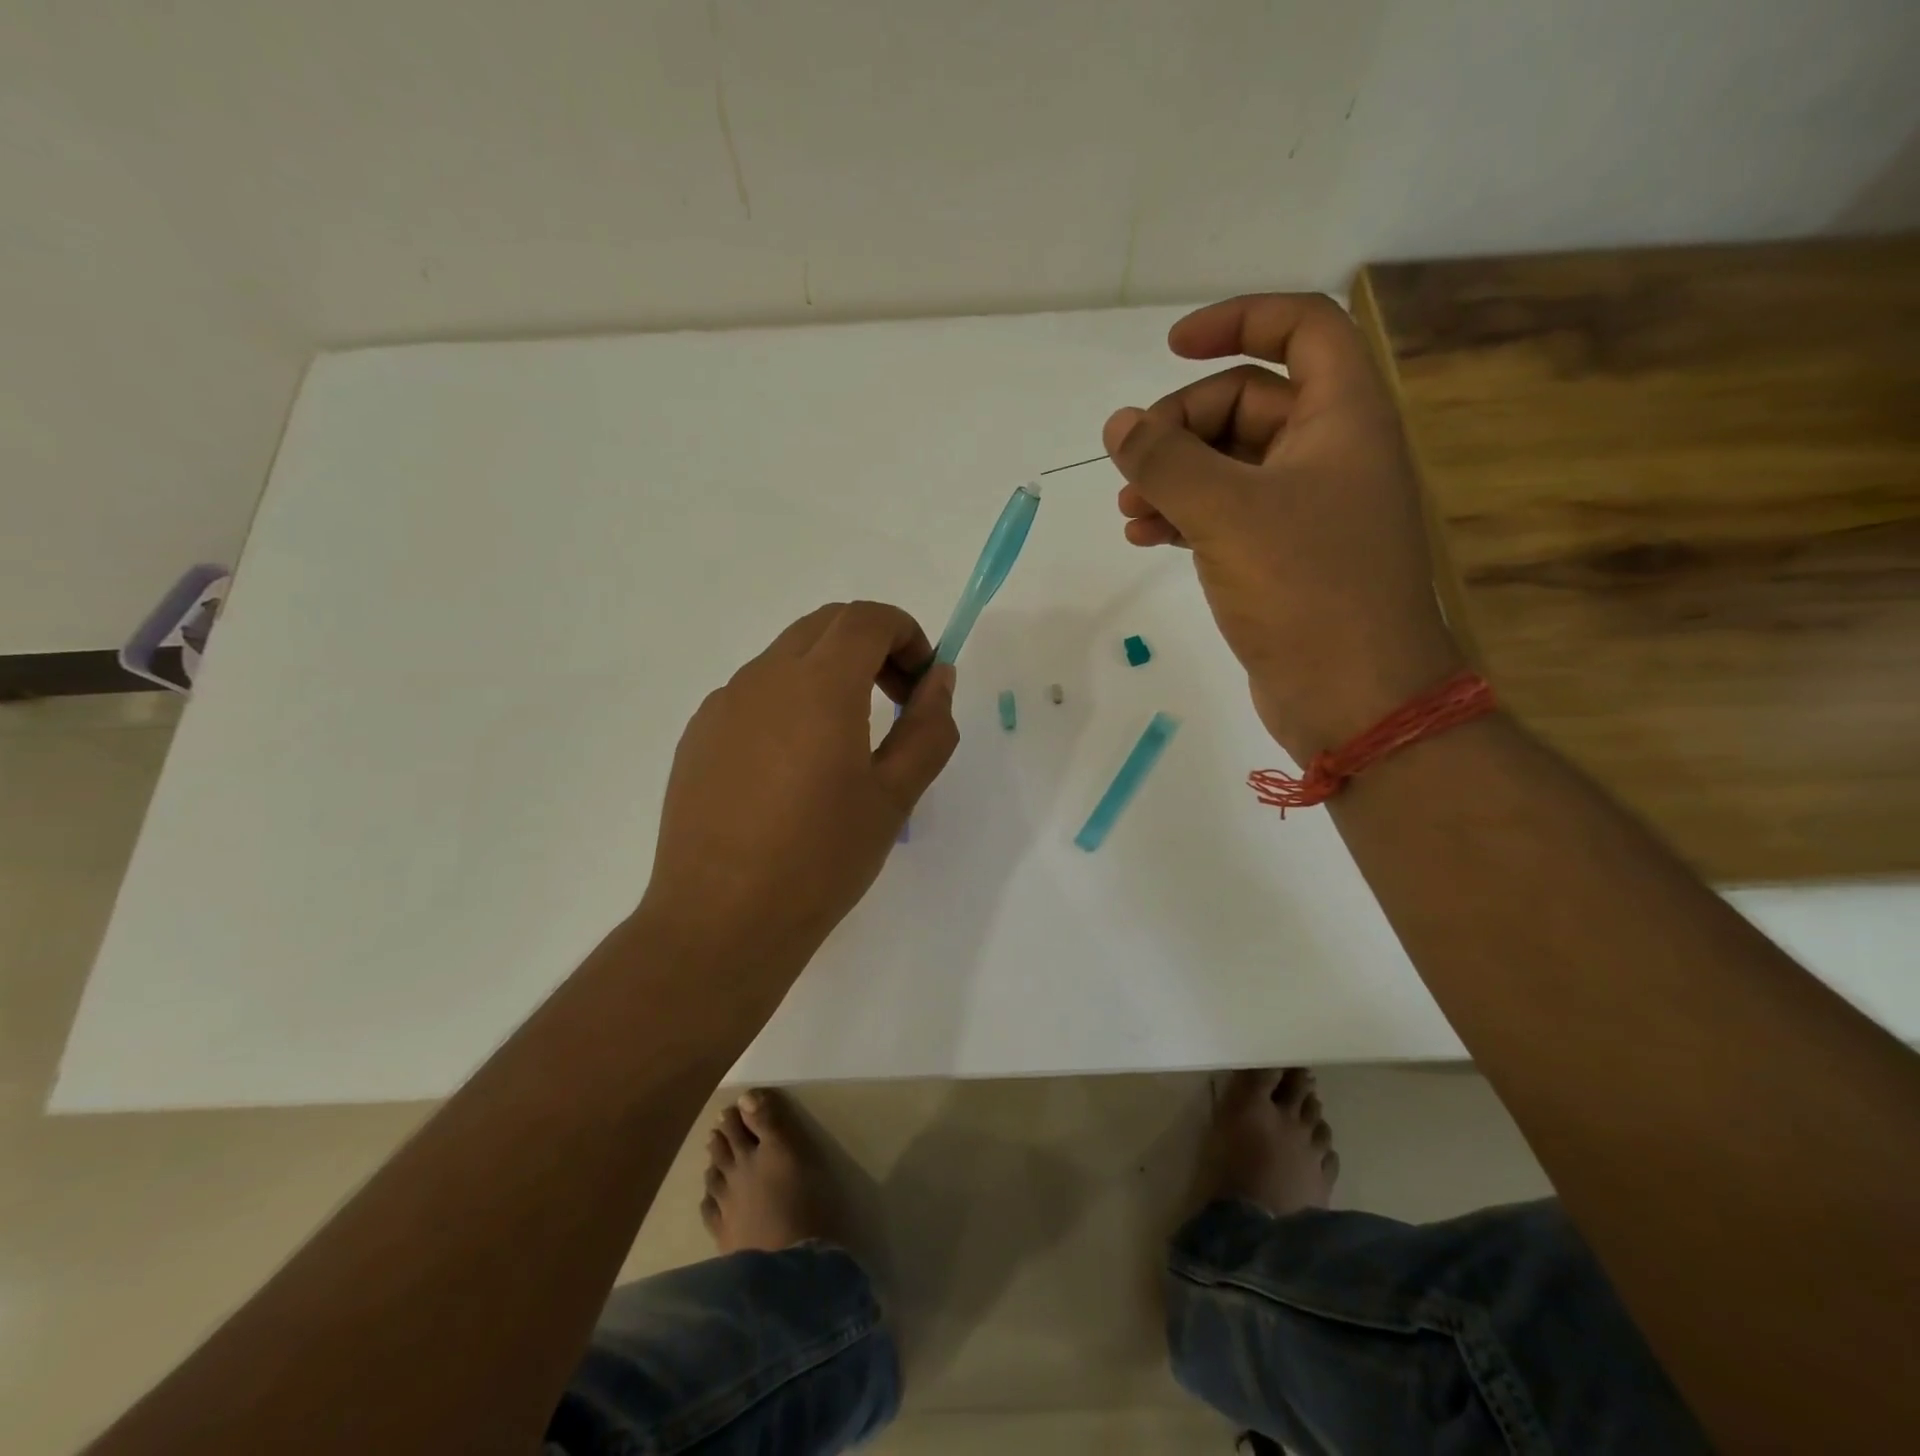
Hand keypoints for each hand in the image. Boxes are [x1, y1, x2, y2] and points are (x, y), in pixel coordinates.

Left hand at [640, 601, 957, 984]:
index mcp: (818, 686)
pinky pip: (754, 693)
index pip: (867, 618)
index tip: (921, 684)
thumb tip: (939, 679)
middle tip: (895, 702)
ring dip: (829, 673)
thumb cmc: (821, 860)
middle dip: (872, 647)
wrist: (721, 921)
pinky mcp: (698, 735)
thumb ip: (927, 728)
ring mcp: (723, 704)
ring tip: (845, 742)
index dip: (907, 634)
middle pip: (826, 626)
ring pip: (787, 657)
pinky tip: (792, 768)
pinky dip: (790, 701)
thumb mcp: (894, 797)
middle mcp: (764, 678)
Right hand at [1103, 293, 1462, 759]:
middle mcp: (1331, 453)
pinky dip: (1187, 516)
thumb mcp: (1226, 513)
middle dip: (1183, 425)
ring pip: (1231, 464)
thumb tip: (1118, 424)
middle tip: (1133, 464)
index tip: (1170, 349)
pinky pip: (1229, 514)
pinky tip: (1145, 537)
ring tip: (1126, 511)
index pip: (1300, 328)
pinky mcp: (1286, 557)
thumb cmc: (1304, 589)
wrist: (1354, 696)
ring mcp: (1309, 509)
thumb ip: (1166, 460)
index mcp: (1342, 417)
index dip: (1237, 321)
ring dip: (1175, 477)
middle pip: (1249, 402)